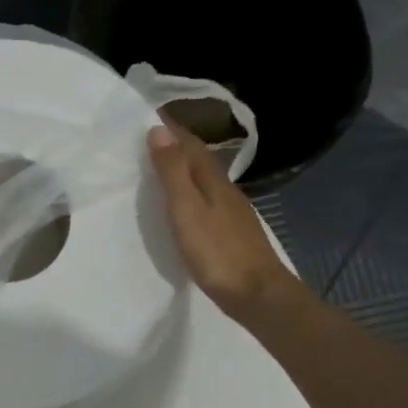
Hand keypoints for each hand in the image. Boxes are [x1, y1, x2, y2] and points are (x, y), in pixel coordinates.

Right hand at [148, 121, 301, 322]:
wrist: (257, 293)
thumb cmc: (217, 252)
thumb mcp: (187, 210)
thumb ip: (173, 172)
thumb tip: (159, 129)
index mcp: (213, 180)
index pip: (190, 144)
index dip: (171, 128)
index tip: (150, 113)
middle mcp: (226, 189)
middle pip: (200, 159)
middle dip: (178, 144)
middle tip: (151, 136)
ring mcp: (233, 211)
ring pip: (206, 179)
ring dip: (186, 168)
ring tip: (164, 166)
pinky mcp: (234, 232)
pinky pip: (209, 199)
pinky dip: (194, 191)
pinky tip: (188, 203)